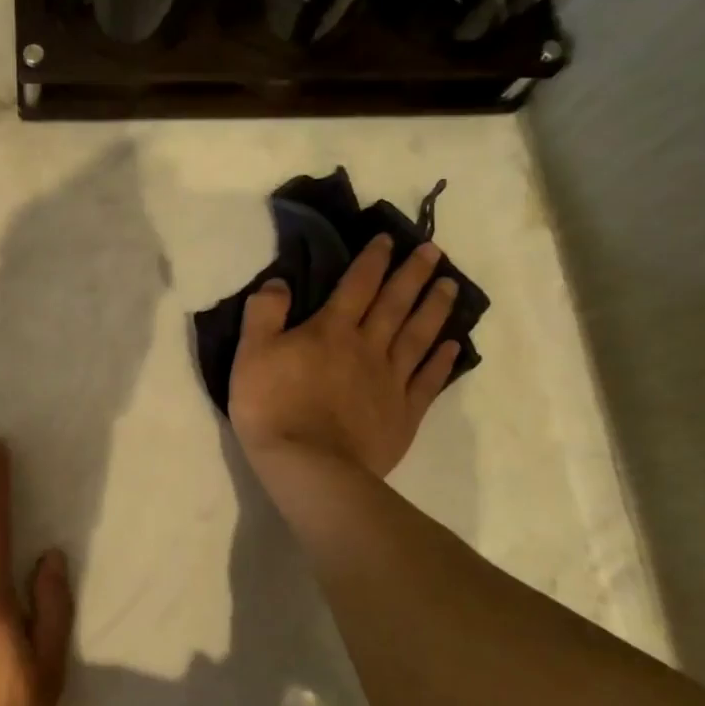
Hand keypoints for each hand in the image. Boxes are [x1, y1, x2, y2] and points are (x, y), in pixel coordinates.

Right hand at [229, 235, 460, 479]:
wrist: (309, 467)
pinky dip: (441, 361)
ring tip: (451, 286)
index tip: (390, 239)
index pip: (356, 285)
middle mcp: (368, 347)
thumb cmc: (272, 407)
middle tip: (434, 251)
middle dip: (414, 275)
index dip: (373, 260)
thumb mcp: (251, 354)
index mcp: (331, 330)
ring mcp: (390, 381)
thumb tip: (280, 281)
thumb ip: (265, 313)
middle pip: (395, 304)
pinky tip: (453, 346)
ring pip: (418, 336)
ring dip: (435, 309)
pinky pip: (427, 381)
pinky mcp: (403, 414)